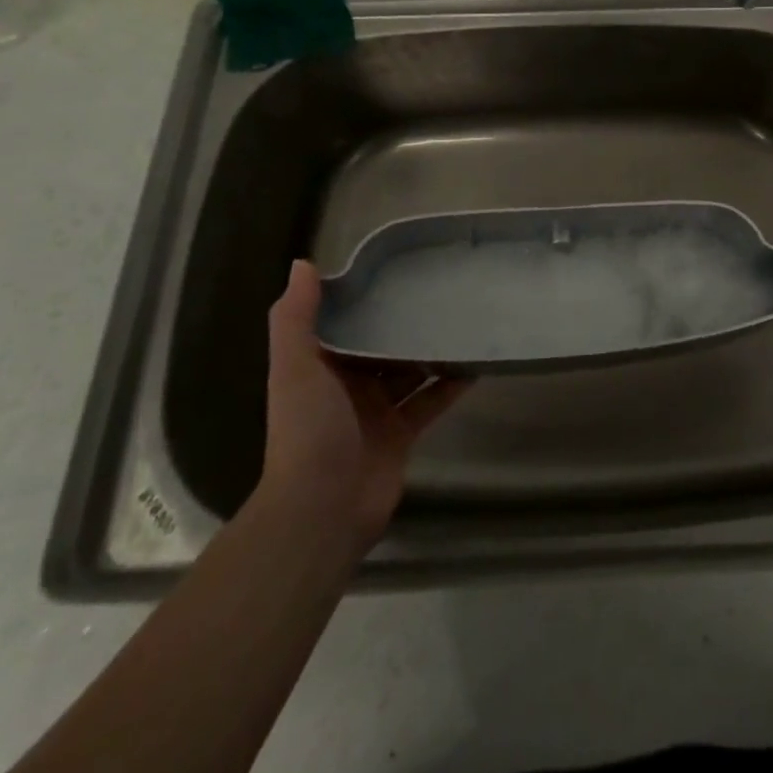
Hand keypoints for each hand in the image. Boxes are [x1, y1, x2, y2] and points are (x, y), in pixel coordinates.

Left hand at [259, 261, 468, 565]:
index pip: (345, 323)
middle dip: (405, 323)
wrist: (322, 508)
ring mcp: (376, 412)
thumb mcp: (295, 366)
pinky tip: (476, 363)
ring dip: (431, 350)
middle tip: (442, 290)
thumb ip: (296, 318)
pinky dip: (451, 385)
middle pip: (380, 346)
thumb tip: (303, 264)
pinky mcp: (402, 435)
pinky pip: (431, 402)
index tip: (398, 270)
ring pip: (410, 372)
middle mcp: (347, 386)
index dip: (366, 298)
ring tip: (464, 319)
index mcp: (320, 367)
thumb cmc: (308, 429)